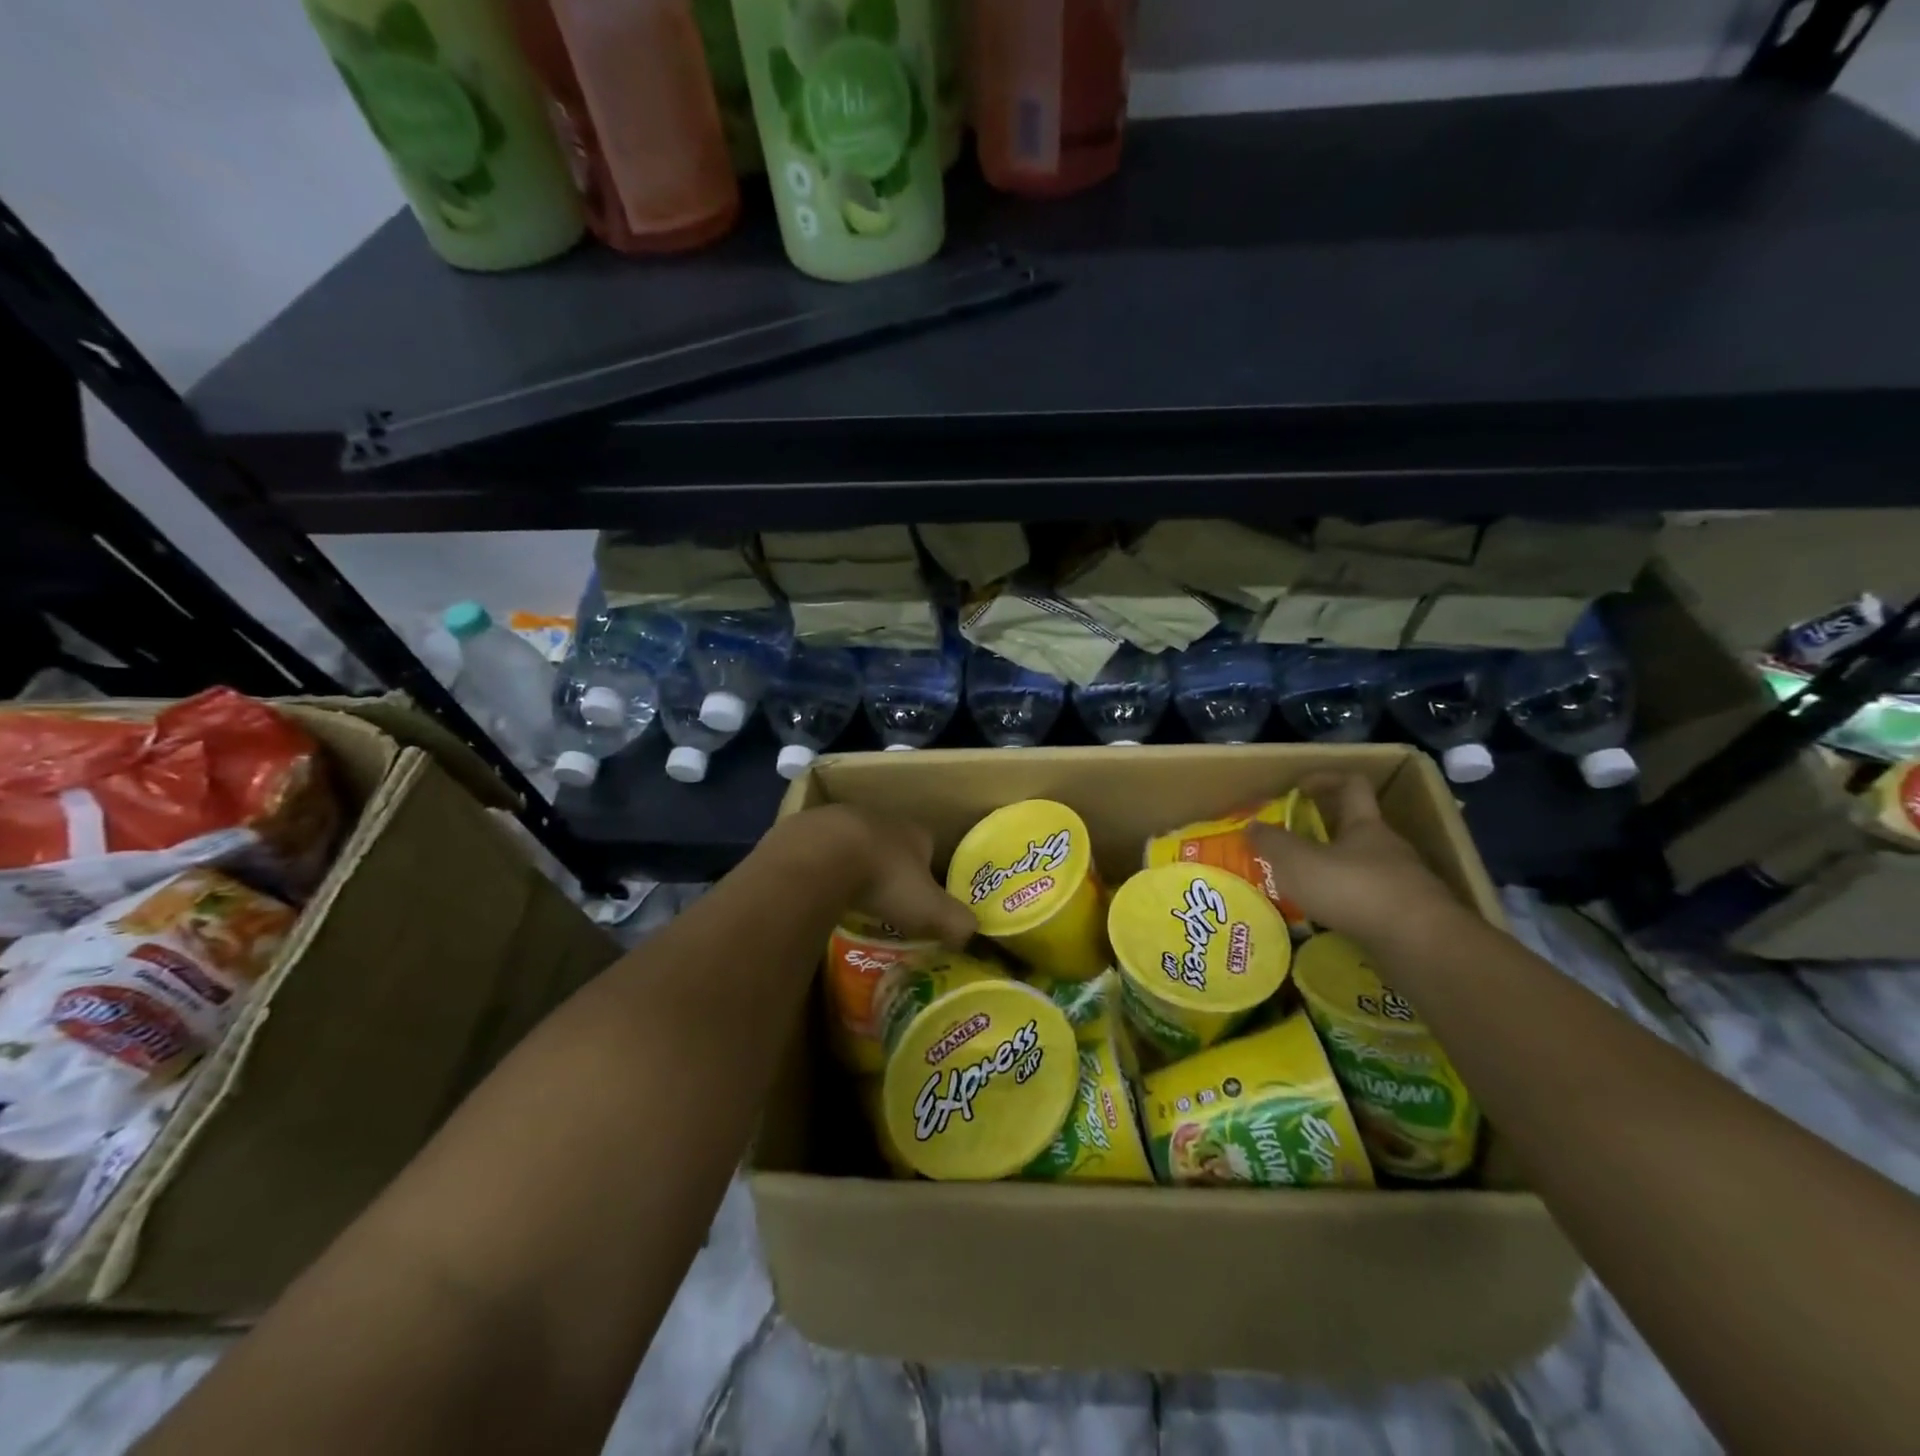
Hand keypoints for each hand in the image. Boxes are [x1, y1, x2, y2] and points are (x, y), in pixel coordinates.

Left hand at [784, 805, 976, 947]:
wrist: (819, 857)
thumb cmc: (883, 880)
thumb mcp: (929, 909)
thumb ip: (956, 921)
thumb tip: (972, 934)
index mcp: (913, 832)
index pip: (928, 848)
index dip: (926, 873)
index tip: (920, 899)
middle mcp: (879, 817)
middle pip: (889, 842)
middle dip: (886, 867)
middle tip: (882, 901)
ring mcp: (838, 817)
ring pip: (850, 842)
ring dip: (849, 864)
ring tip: (845, 898)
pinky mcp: (802, 827)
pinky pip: (814, 850)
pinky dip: (816, 867)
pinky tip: (812, 890)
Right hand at [1247, 775, 1460, 946]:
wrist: (1421, 944)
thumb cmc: (1354, 889)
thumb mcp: (1298, 862)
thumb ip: (1272, 843)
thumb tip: (1252, 824)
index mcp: (1365, 825)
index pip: (1352, 786)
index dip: (1326, 780)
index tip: (1300, 788)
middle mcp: (1389, 848)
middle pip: (1358, 830)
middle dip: (1325, 835)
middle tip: (1293, 847)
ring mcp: (1404, 883)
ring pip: (1365, 868)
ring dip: (1337, 873)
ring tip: (1306, 890)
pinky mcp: (1411, 916)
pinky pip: (1373, 901)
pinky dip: (1350, 905)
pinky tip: (1331, 921)